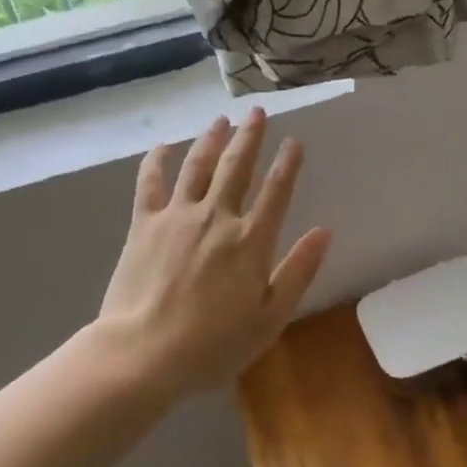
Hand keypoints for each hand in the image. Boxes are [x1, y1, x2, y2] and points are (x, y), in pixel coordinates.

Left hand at [96, 109, 332, 401]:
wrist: (143, 354)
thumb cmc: (213, 345)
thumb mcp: (269, 319)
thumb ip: (298, 272)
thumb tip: (324, 231)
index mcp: (251, 241)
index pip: (276, 191)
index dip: (288, 164)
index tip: (294, 142)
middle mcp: (217, 217)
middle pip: (237, 166)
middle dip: (250, 136)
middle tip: (258, 112)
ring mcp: (178, 216)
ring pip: (198, 165)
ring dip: (212, 138)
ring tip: (222, 118)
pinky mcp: (144, 224)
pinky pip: (151, 182)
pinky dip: (158, 160)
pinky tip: (164, 146)